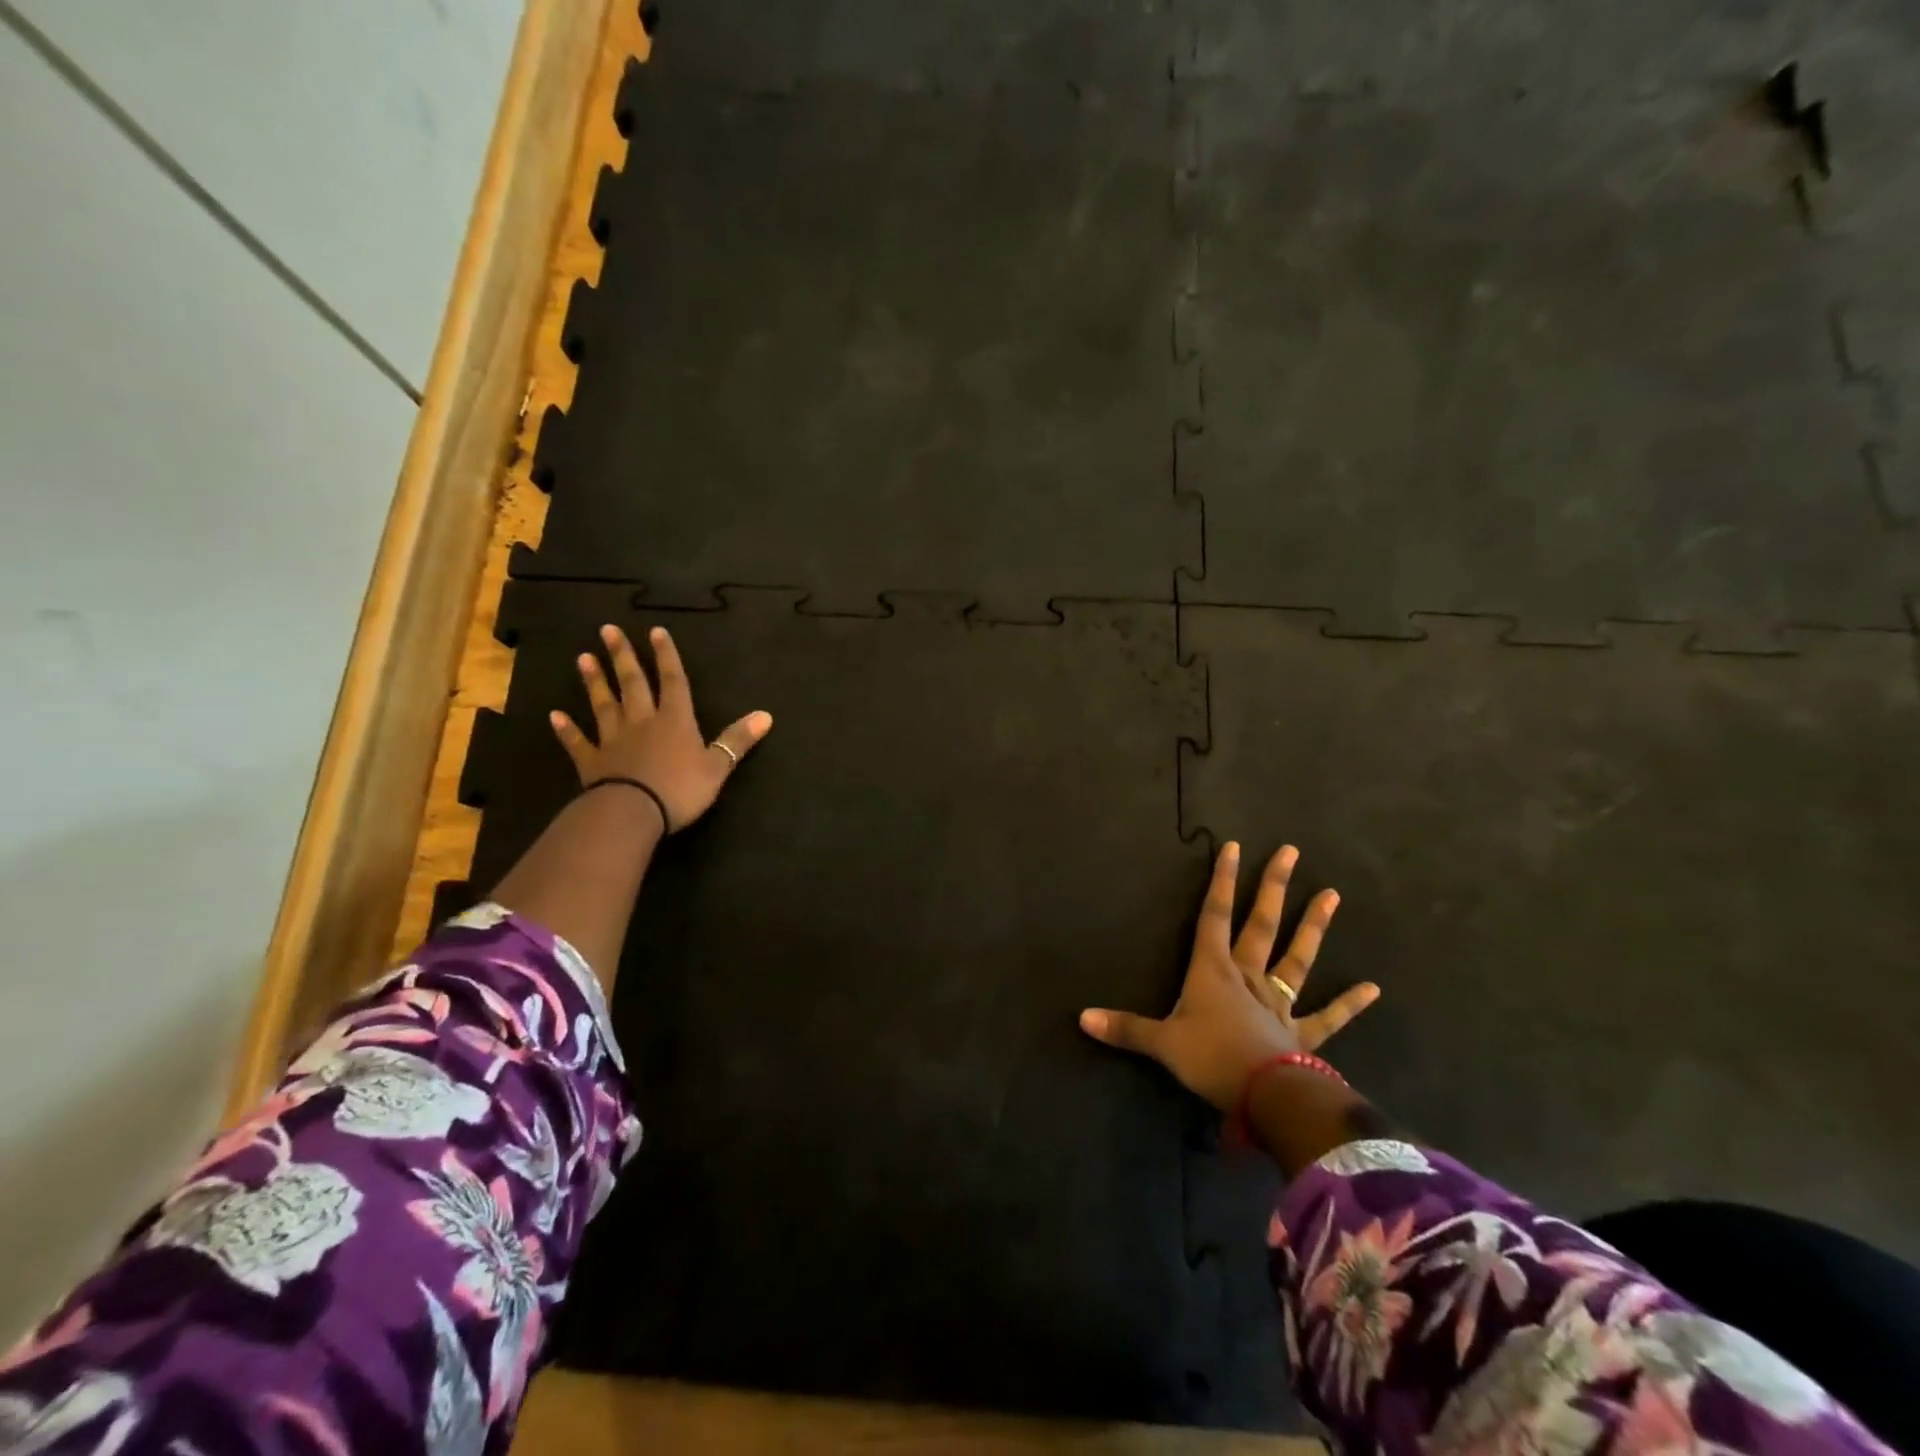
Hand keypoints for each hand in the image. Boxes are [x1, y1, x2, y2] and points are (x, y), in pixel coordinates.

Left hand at [549, 624, 771, 831]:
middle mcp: (643, 722)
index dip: (667, 656)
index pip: (673, 681)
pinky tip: (555, 716)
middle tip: (608, 630)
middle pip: (633, 684)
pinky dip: (567, 729)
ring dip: (594, 682)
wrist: (632, 813)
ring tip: (583, 658)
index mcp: (675, 721)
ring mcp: (614, 740)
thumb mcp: (718, 766)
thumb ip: (737, 740)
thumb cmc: (680, 789)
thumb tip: (766, 715)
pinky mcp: (592, 762)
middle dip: (623, 657)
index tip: (655, 631)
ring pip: (604, 705)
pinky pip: (579, 742)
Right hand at [1079, 841, 1379, 1109]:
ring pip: (1297, 958)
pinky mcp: (1302, 1034)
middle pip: (1261, 924)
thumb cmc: (1211, 1060)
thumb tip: (1081, 1018)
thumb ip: (1125, 1028)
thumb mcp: (1161, 1044)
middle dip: (1273, 887)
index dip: (1221, 881)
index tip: (1233, 847)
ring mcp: (1279, 1003)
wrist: (1266, 1097)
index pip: (1214, 916)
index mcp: (1213, 971)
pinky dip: (1349, 1003)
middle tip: (1290, 852)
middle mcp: (1249, 977)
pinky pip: (1328, 1016)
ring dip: (1313, 926)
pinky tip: (1373, 988)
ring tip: (1332, 894)